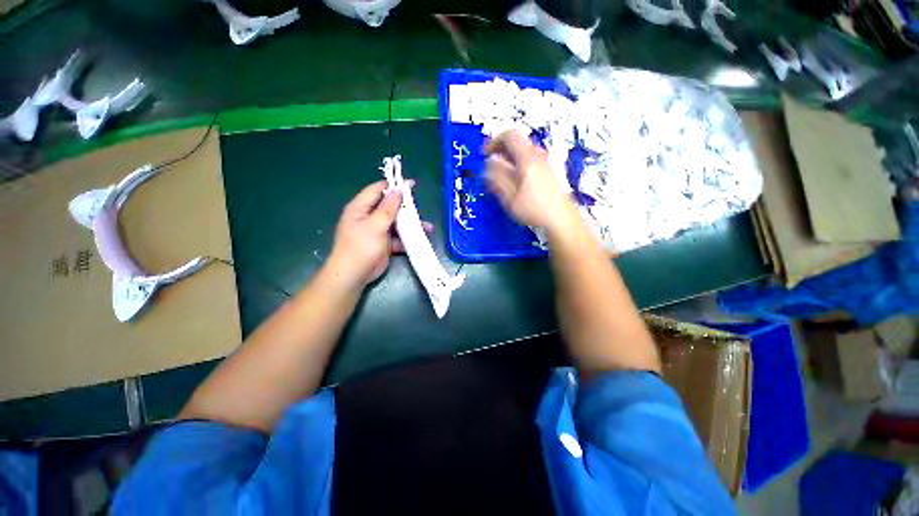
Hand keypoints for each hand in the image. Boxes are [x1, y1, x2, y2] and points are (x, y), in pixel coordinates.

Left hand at [327, 180, 431, 289]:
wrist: (353, 275)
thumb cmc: (360, 247)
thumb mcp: (375, 225)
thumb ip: (388, 209)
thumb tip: (398, 191)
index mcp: (361, 208)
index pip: (377, 190)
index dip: (394, 186)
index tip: (411, 185)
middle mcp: (369, 217)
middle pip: (390, 207)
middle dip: (406, 208)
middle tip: (420, 209)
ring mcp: (377, 231)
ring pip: (397, 223)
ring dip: (410, 225)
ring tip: (427, 227)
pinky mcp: (384, 243)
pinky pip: (398, 237)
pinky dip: (408, 238)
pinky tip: (421, 239)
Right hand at [484, 130, 579, 234]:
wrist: (562, 219)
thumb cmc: (534, 209)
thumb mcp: (510, 197)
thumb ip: (497, 178)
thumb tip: (489, 163)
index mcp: (527, 158)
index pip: (509, 135)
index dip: (493, 141)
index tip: (484, 154)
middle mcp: (538, 155)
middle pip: (517, 142)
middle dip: (500, 151)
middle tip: (490, 166)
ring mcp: (545, 162)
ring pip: (523, 152)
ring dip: (509, 159)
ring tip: (501, 176)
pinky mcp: (548, 171)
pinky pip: (529, 160)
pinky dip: (518, 164)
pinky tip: (515, 182)